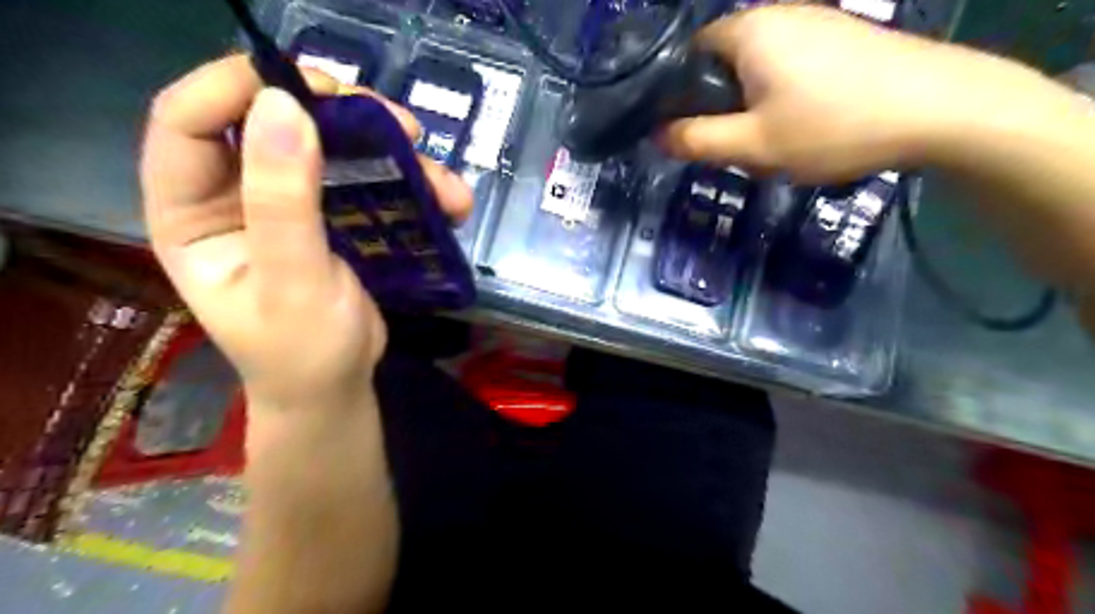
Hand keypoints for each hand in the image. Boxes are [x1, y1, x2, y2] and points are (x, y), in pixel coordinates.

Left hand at [138, 54, 471, 413]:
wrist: (338, 386)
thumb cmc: (304, 350)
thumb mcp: (293, 283)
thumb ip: (282, 202)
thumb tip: (282, 105)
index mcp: (192, 212)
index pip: (190, 121)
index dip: (240, 86)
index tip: (315, 87)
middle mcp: (233, 196)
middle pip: (272, 120)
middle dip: (340, 115)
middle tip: (398, 125)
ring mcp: (287, 203)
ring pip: (331, 147)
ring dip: (391, 153)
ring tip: (441, 179)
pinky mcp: (331, 216)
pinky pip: (366, 181)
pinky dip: (410, 185)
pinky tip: (448, 203)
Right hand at [658, 2, 1050, 180]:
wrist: (941, 109)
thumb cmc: (832, 126)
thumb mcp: (752, 145)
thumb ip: (696, 141)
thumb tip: (656, 136)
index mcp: (748, 30)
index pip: (689, 54)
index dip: (680, 95)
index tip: (688, 132)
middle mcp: (778, 13)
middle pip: (723, 63)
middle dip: (721, 107)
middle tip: (735, 147)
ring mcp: (815, 21)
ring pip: (757, 70)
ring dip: (753, 108)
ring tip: (773, 143)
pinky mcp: (842, 38)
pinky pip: (790, 68)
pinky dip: (783, 99)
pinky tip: (805, 126)